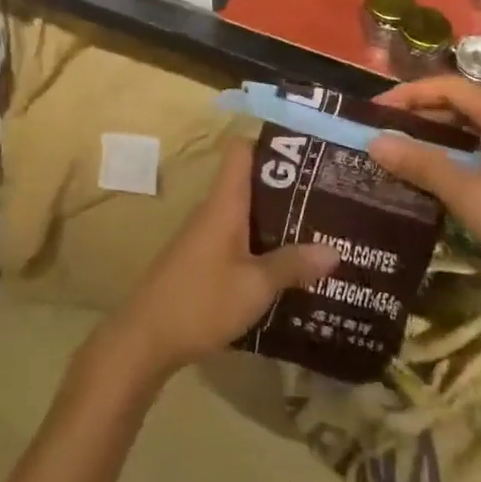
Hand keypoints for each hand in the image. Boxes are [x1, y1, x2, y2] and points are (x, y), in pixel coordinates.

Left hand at [98, 136, 338, 384]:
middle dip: (286, 187)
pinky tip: (286, 264)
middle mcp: (213, 210)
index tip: (306, 152)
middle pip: (249, 181)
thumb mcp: (255, 287)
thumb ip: (292, 265)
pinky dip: (261, 242)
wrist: (145, 338)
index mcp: (224, 203)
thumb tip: (335, 250)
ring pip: (245, 212)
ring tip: (318, 229)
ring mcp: (204, 235)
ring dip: (276, 218)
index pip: (241, 150)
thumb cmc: (201, 301)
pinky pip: (236, 237)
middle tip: (328, 196)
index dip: (270, 144)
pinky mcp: (201, 259)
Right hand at [366, 76, 480, 329]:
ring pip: (478, 130)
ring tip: (404, 152)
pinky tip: (441, 177)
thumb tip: (374, 142)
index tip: (375, 112)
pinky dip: (461, 156)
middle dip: (422, 115)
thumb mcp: (468, 195)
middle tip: (384, 133)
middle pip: (465, 105)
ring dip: (440, 138)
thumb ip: (421, 163)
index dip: (409, 94)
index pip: (450, 87)